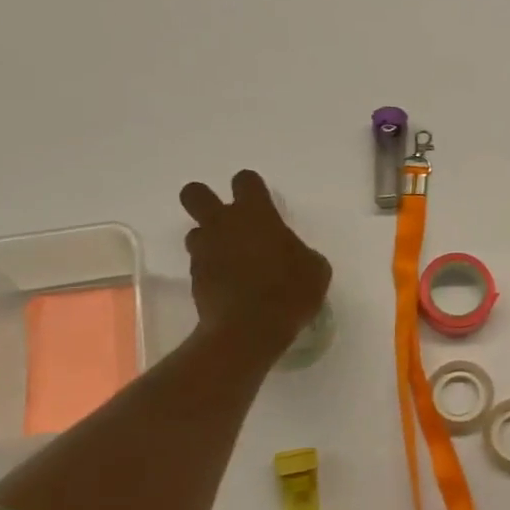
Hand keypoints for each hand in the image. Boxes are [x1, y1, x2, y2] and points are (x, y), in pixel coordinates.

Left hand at [179, 170, 330, 364]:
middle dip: (205, 200)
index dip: (253, 189)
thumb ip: (300, 252)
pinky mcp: (194, 278)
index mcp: (256, 214)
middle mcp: (223, 224)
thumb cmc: (290, 292)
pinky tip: (230, 287)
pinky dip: (212, 271)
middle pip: (195, 193)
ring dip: (210, 241)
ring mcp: (204, 251)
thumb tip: (293, 255)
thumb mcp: (316, 269)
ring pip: (196, 232)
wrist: (250, 329)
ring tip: (232, 261)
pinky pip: (200, 264)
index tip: (263, 204)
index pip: (245, 181)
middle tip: (227, 220)